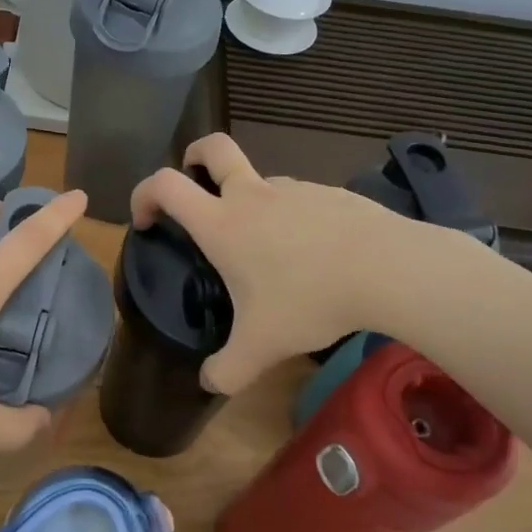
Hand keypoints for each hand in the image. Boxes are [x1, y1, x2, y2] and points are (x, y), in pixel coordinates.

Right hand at [130, 134, 453, 393]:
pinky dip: (292, 218)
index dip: (144, 194)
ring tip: (268, 251)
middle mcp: (252, 196)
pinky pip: (298, 199)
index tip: (146, 220)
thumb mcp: (262, 346)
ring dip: (250, 200)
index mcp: (222, 223)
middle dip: (194, 155)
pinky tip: (313, 255)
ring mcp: (294, 189)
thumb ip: (228, 370)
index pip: (165, 185)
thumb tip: (209, 383)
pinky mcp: (329, 193)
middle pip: (213, 148)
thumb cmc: (310, 300)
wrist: (387, 268)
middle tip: (194, 181)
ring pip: (260, 181)